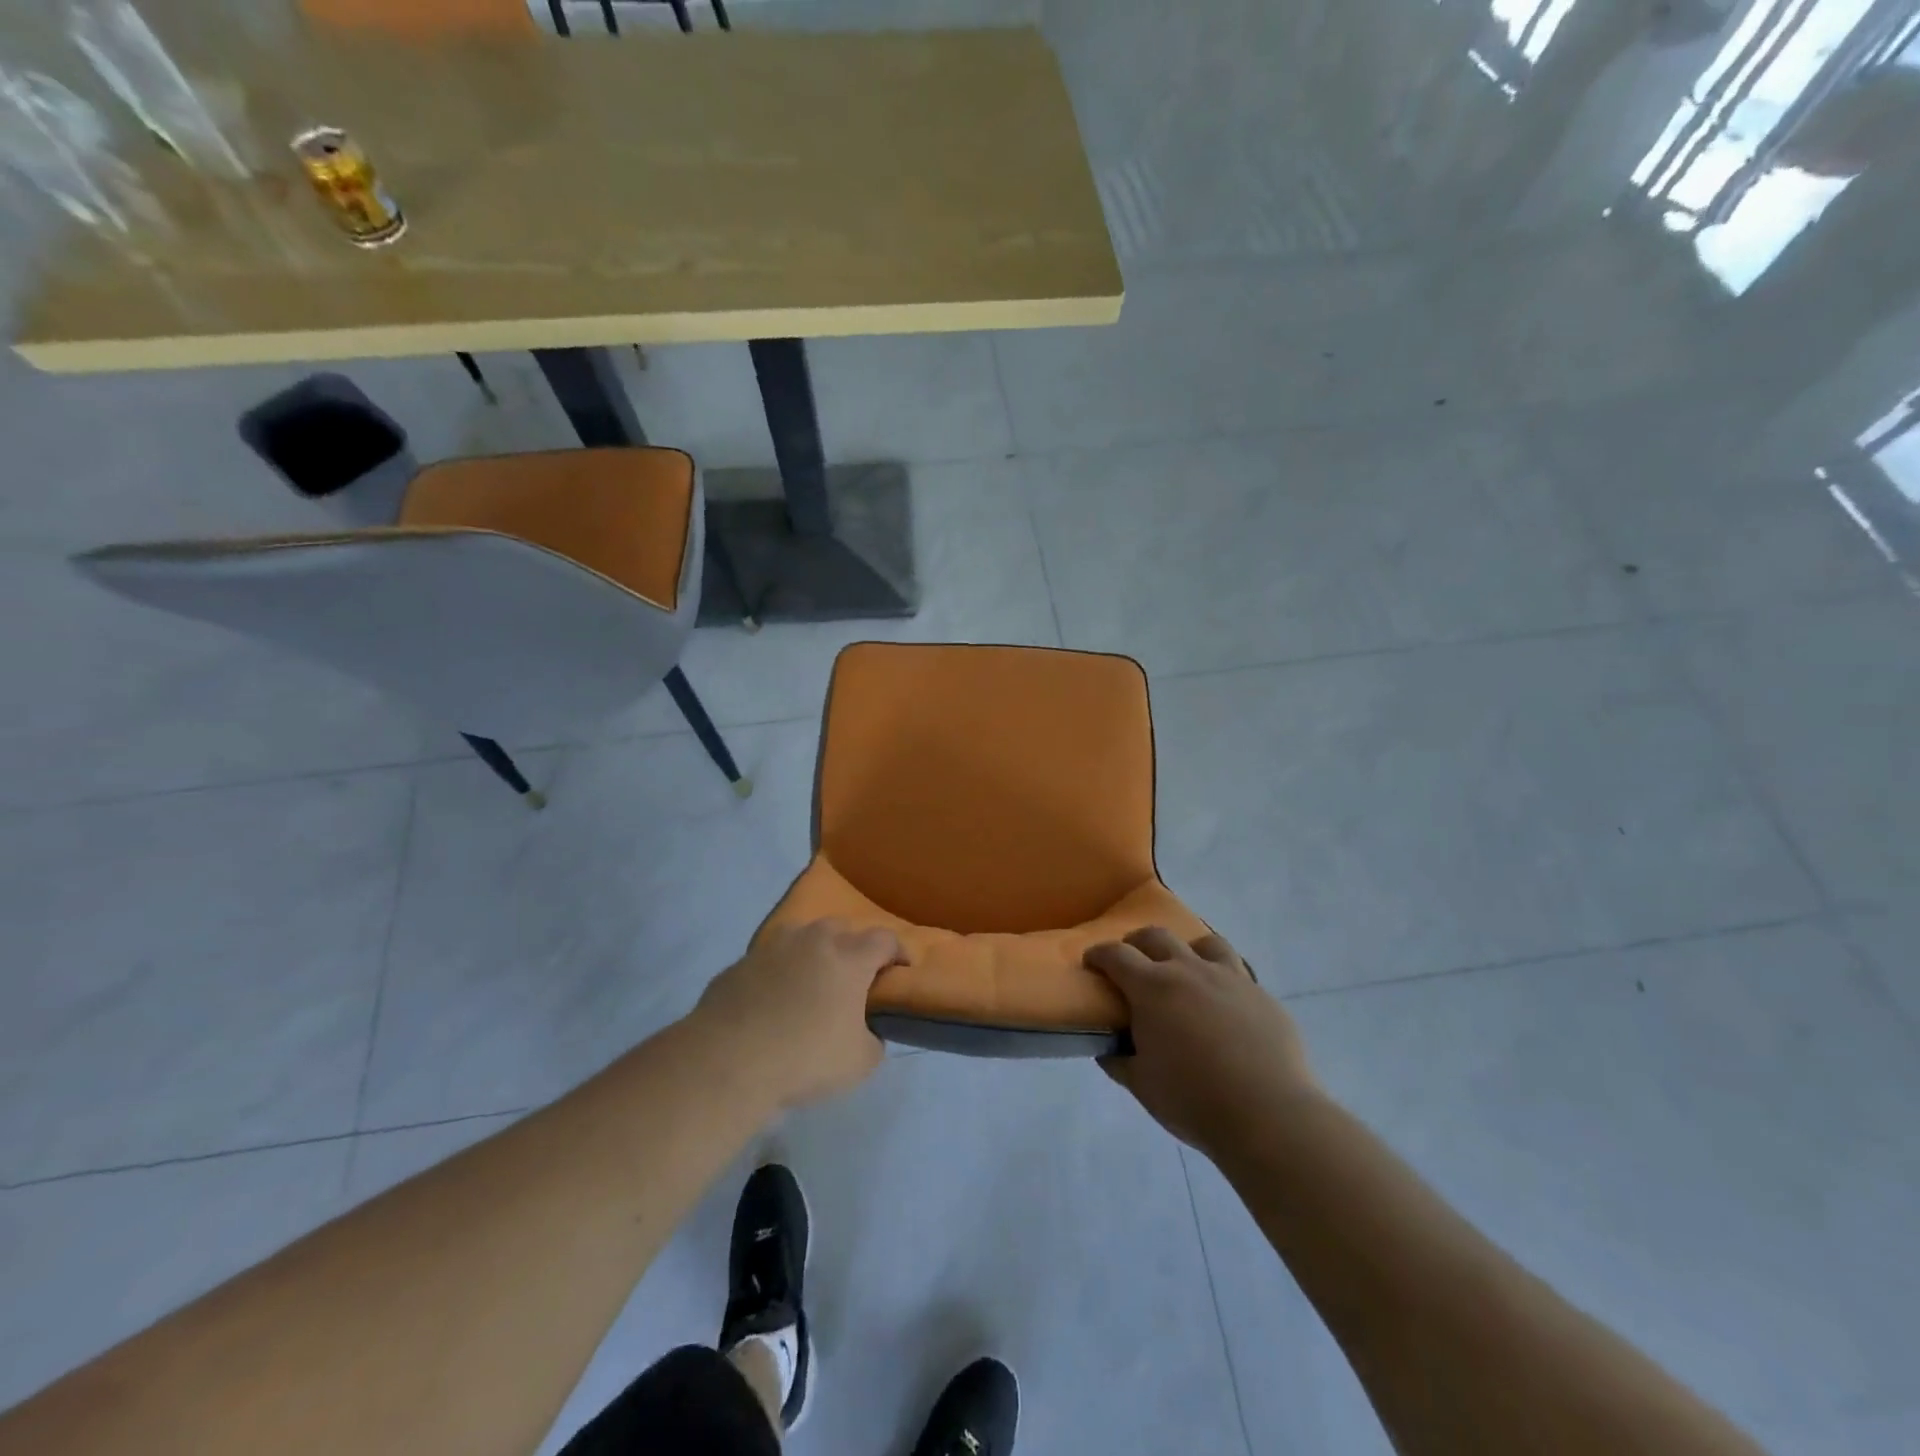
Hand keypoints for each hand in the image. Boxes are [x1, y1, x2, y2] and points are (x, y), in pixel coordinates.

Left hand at [695, 918, 904, 1108]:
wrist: (728, 1062)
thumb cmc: (805, 1058)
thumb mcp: (860, 1062)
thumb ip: (873, 1038)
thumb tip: (866, 1029)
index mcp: (849, 958)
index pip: (884, 939)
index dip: (897, 952)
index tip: (902, 968)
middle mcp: (813, 941)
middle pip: (841, 929)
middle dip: (851, 948)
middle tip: (851, 978)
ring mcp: (771, 948)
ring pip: (800, 938)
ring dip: (811, 954)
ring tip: (809, 984)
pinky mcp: (738, 965)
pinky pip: (767, 963)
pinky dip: (775, 975)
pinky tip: (770, 1003)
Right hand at [1086, 928, 1319, 1157]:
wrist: (1269, 1116)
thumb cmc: (1194, 1100)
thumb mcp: (1142, 1086)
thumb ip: (1120, 1062)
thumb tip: (1108, 1049)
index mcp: (1153, 988)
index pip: (1116, 955)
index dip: (1099, 954)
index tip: (1092, 961)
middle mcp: (1190, 970)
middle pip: (1157, 936)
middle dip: (1137, 943)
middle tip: (1133, 961)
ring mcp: (1231, 978)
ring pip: (1205, 943)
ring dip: (1187, 950)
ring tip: (1186, 970)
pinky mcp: (1262, 996)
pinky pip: (1239, 973)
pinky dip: (1223, 980)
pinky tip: (1225, 1005)